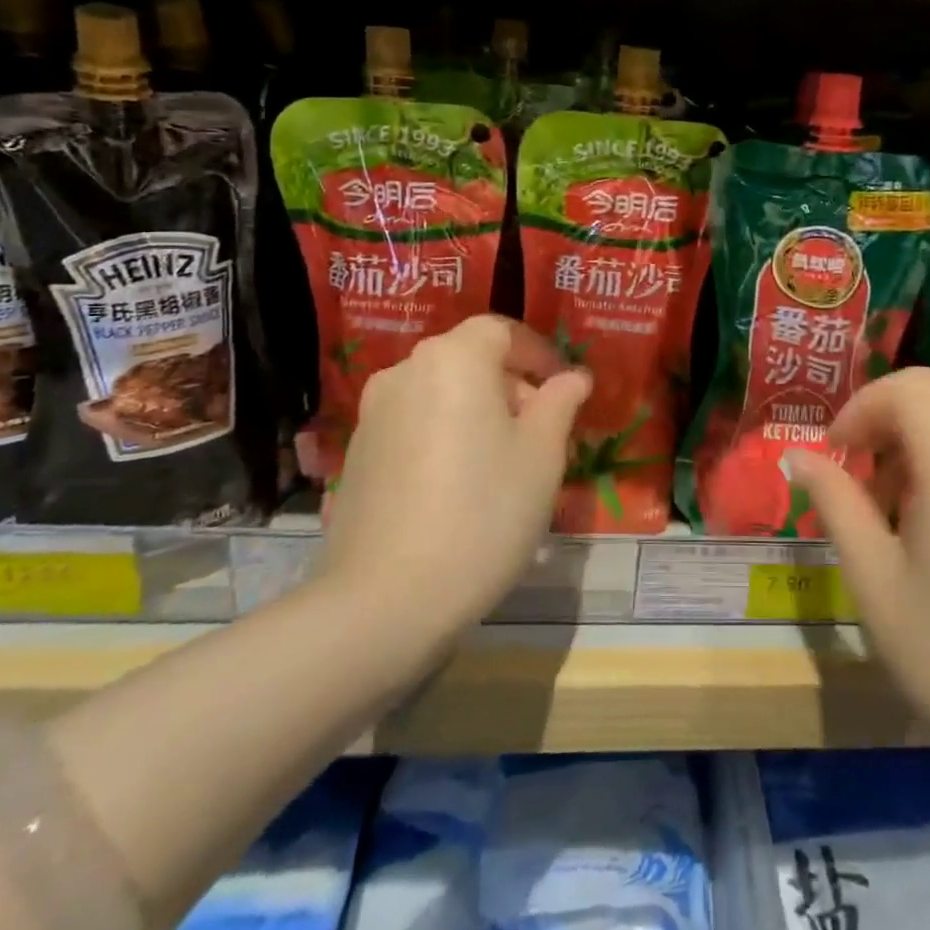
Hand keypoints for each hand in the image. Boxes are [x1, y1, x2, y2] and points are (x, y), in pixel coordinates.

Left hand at [320, 316, 589, 649]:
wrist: (386, 598)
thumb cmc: (484, 513)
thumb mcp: (542, 456)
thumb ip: (560, 403)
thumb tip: (572, 378)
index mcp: (454, 359)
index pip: (502, 331)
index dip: (539, 353)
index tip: (564, 388)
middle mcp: (406, 372)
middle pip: (469, 360)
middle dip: (511, 385)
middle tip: (542, 431)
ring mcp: (374, 414)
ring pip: (441, 393)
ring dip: (477, 411)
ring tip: (503, 461)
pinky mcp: (357, 454)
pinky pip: (414, 425)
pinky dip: (444, 435)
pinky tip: (459, 486)